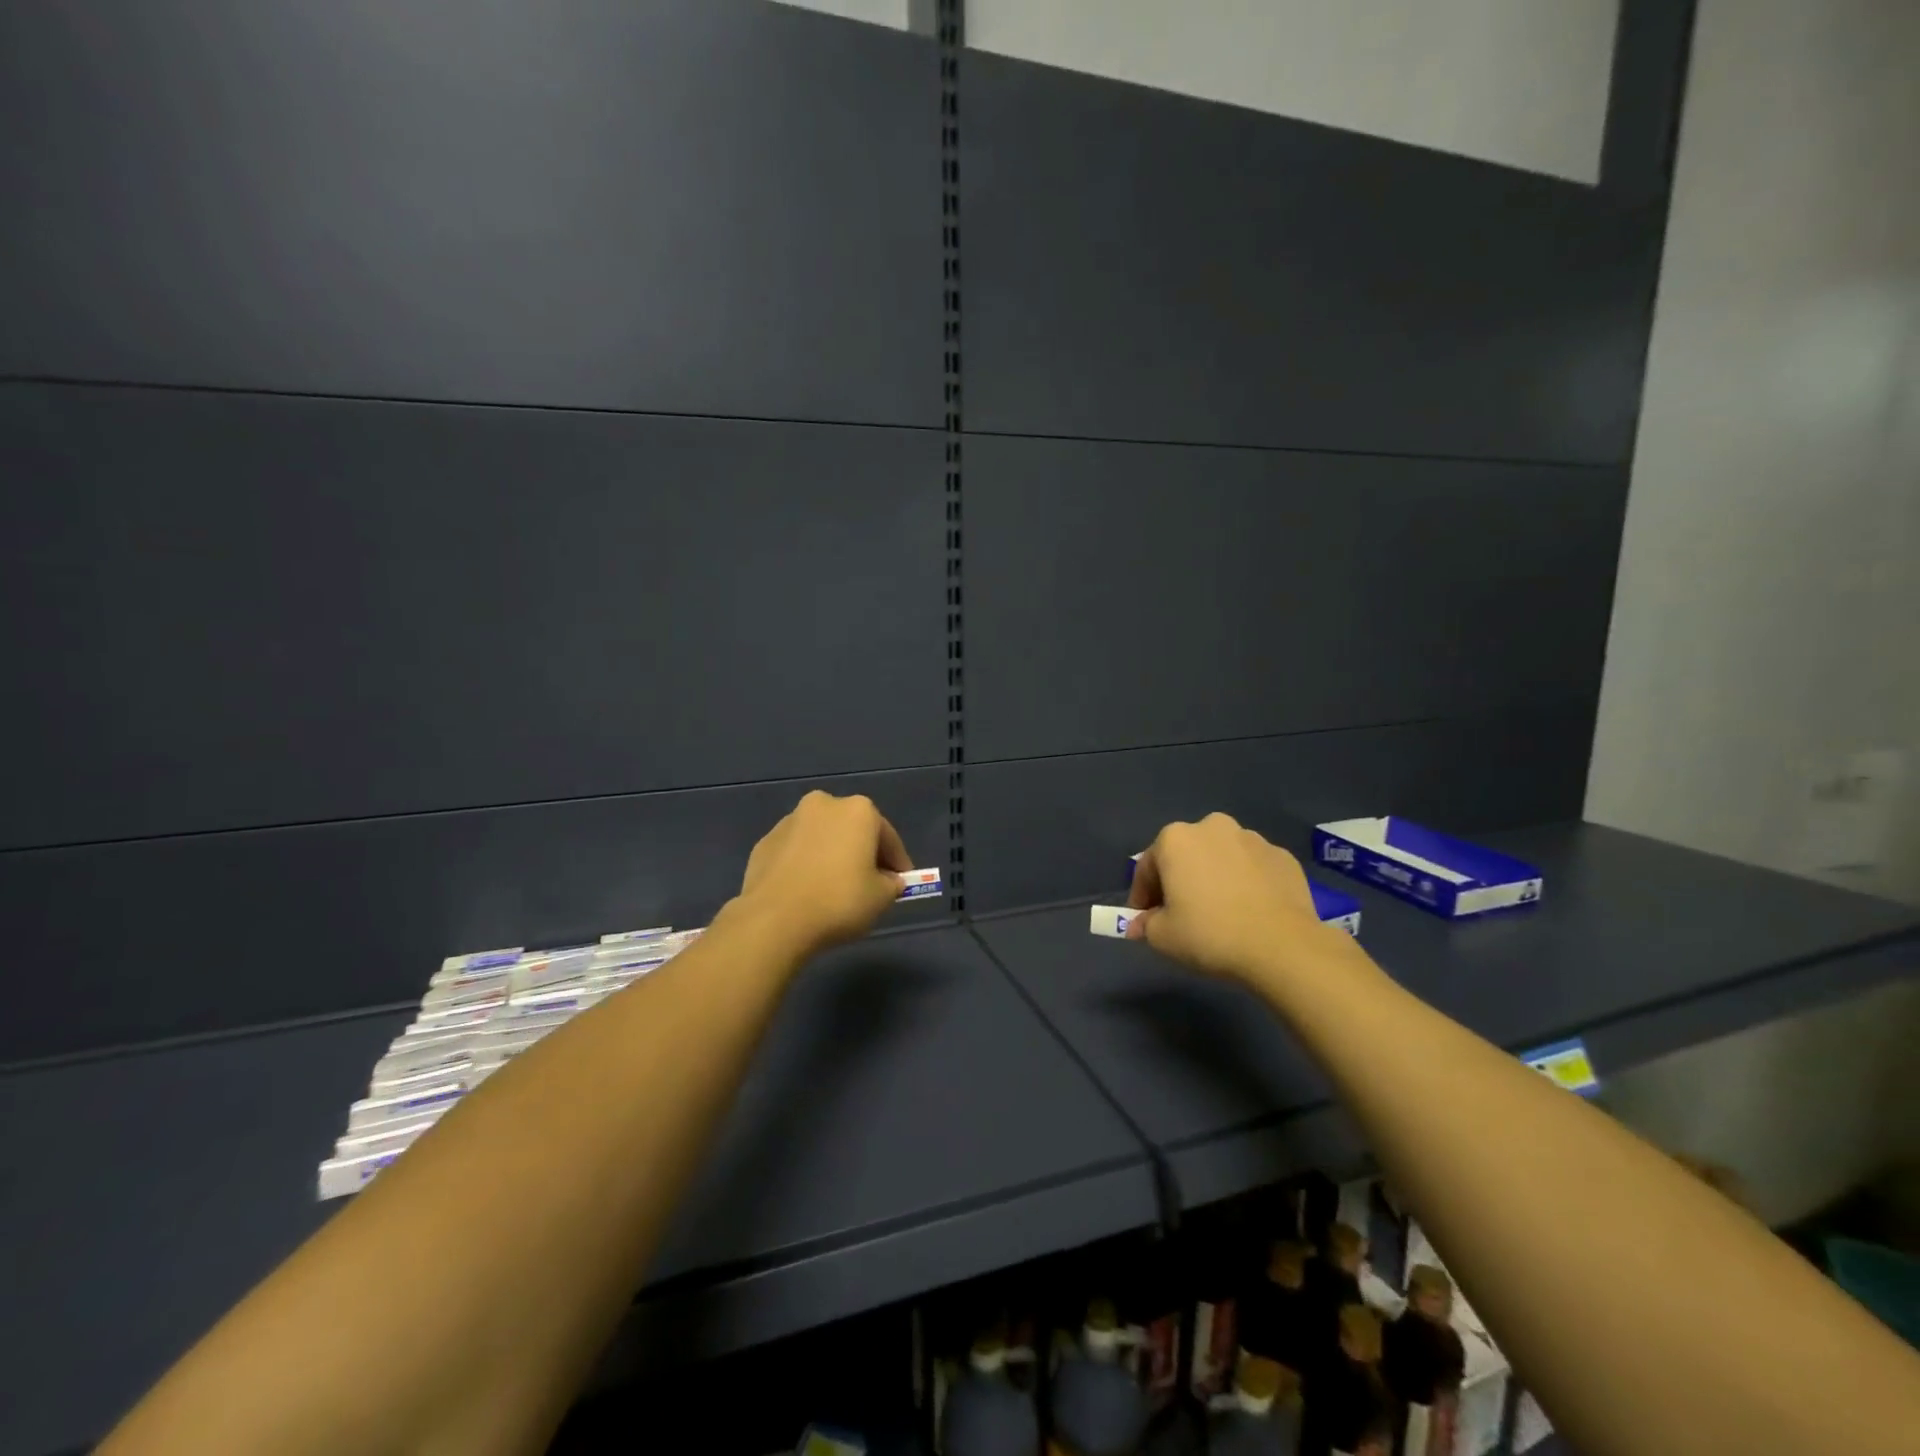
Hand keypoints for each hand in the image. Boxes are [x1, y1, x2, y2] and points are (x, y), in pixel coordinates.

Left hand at [731, 791, 913, 961]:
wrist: (774, 919)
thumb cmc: (839, 901)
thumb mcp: (881, 898)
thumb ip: (891, 884)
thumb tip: (887, 880)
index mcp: (858, 810)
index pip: (887, 837)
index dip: (897, 862)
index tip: (900, 883)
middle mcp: (823, 805)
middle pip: (852, 830)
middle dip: (862, 852)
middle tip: (869, 882)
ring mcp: (789, 821)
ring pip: (822, 838)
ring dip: (831, 856)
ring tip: (834, 888)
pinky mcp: (764, 842)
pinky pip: (796, 852)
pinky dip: (805, 865)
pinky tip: (807, 891)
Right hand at [1125, 813, 1337, 985]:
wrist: (1283, 947)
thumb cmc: (1210, 934)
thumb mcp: (1163, 937)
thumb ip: (1145, 925)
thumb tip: (1140, 925)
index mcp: (1176, 839)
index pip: (1148, 867)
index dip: (1142, 895)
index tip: (1144, 919)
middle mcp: (1212, 827)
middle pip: (1186, 855)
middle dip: (1179, 880)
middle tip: (1181, 914)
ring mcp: (1252, 839)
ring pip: (1221, 858)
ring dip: (1214, 878)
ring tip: (1220, 913)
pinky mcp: (1283, 857)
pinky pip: (1253, 868)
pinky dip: (1246, 883)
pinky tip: (1250, 912)